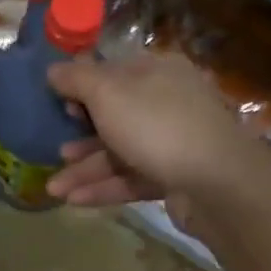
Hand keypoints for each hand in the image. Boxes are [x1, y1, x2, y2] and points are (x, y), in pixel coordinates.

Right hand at [45, 53, 269, 211]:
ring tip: (54, 188)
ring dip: (85, 169)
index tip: (57, 104)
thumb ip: (76, 79)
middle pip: (114, 116)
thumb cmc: (157, 125)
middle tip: (54, 150)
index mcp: (157, 72)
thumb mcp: (107, 93)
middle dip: (80, 136)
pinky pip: (132, 178)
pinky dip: (104, 187)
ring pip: (120, 152)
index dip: (82, 87)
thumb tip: (53, 70)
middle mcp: (167, 102)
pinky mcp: (175, 177)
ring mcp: (174, 142)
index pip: (113, 73)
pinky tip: (74, 200)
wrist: (216, 183)